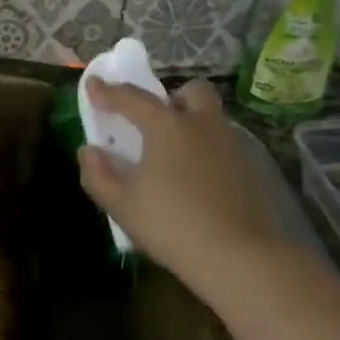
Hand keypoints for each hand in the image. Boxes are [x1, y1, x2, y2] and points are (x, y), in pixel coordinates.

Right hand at [78, 79, 286, 293]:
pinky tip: (198, 181)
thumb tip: (88, 151)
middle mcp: (202, 124)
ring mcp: (231, 144)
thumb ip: (99, 175)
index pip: (132, 99)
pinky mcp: (250, 168)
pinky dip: (207, 150)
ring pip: (211, 118)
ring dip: (191, 123)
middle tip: (154, 122)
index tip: (93, 84)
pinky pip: (223, 145)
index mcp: (167, 127)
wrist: (238, 255)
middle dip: (171, 97)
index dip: (108, 92)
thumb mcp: (122, 206)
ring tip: (174, 156)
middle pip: (190, 91)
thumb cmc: (171, 226)